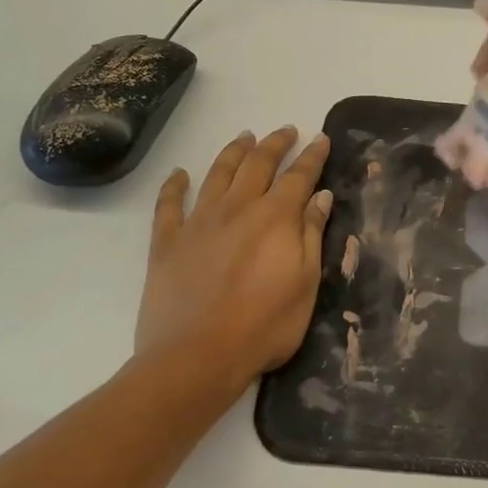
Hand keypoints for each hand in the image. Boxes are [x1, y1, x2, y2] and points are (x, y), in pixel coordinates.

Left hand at [135, 127, 333, 392]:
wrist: (196, 356)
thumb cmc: (264, 326)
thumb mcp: (305, 283)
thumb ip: (311, 235)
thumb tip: (320, 196)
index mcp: (275, 217)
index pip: (298, 176)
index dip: (312, 156)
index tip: (320, 138)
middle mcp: (236, 208)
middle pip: (257, 165)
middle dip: (274, 144)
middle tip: (285, 130)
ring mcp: (198, 222)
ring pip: (217, 174)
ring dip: (233, 152)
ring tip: (244, 137)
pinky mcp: (167, 243)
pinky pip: (169, 205)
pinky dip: (174, 185)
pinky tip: (179, 174)